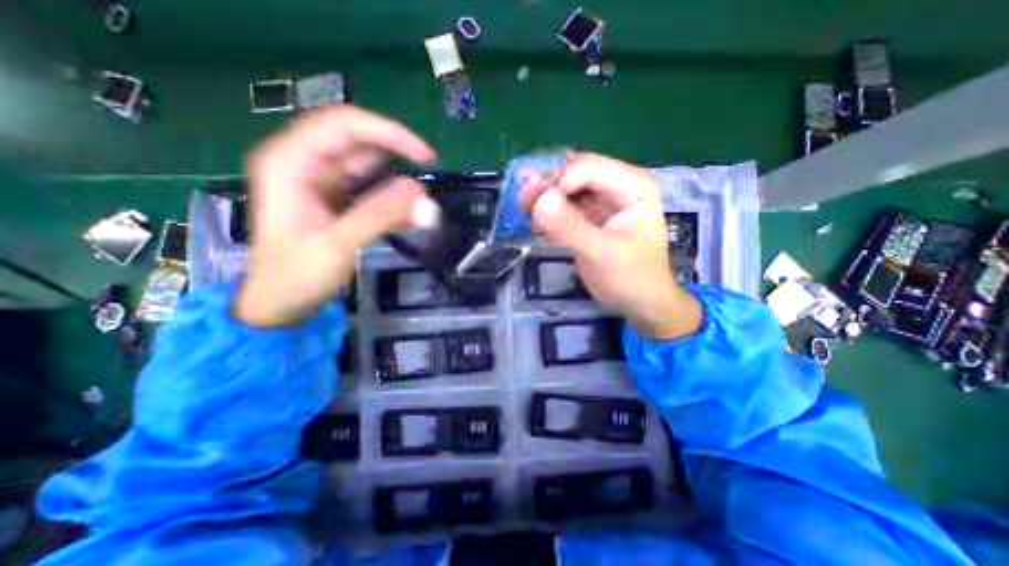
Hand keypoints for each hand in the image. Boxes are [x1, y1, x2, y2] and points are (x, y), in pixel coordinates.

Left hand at [239, 106, 441, 327]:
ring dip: (398, 183)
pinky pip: (371, 187)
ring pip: (369, 165)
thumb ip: (378, 216)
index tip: (425, 156)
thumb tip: (420, 192)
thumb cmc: (296, 276)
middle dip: (397, 158)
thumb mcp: (337, 246)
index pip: (343, 125)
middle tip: (428, 179)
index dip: (388, 133)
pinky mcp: (336, 197)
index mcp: (290, 162)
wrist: (281, 304)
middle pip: (359, 142)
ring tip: (421, 207)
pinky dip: (393, 199)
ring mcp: (322, 180)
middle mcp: (305, 162)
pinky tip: (410, 216)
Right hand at [521, 151, 702, 340]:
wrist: (640, 303)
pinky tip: (537, 227)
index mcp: (633, 185)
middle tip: (523, 209)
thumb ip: (571, 228)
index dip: (557, 185)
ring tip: (527, 218)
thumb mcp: (602, 254)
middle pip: (572, 173)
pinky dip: (547, 213)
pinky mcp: (589, 216)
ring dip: (542, 199)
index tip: (538, 212)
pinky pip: (563, 205)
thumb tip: (539, 199)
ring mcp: (602, 200)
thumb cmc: (631, 279)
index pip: (585, 167)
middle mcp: (617, 185)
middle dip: (546, 188)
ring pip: (564, 188)